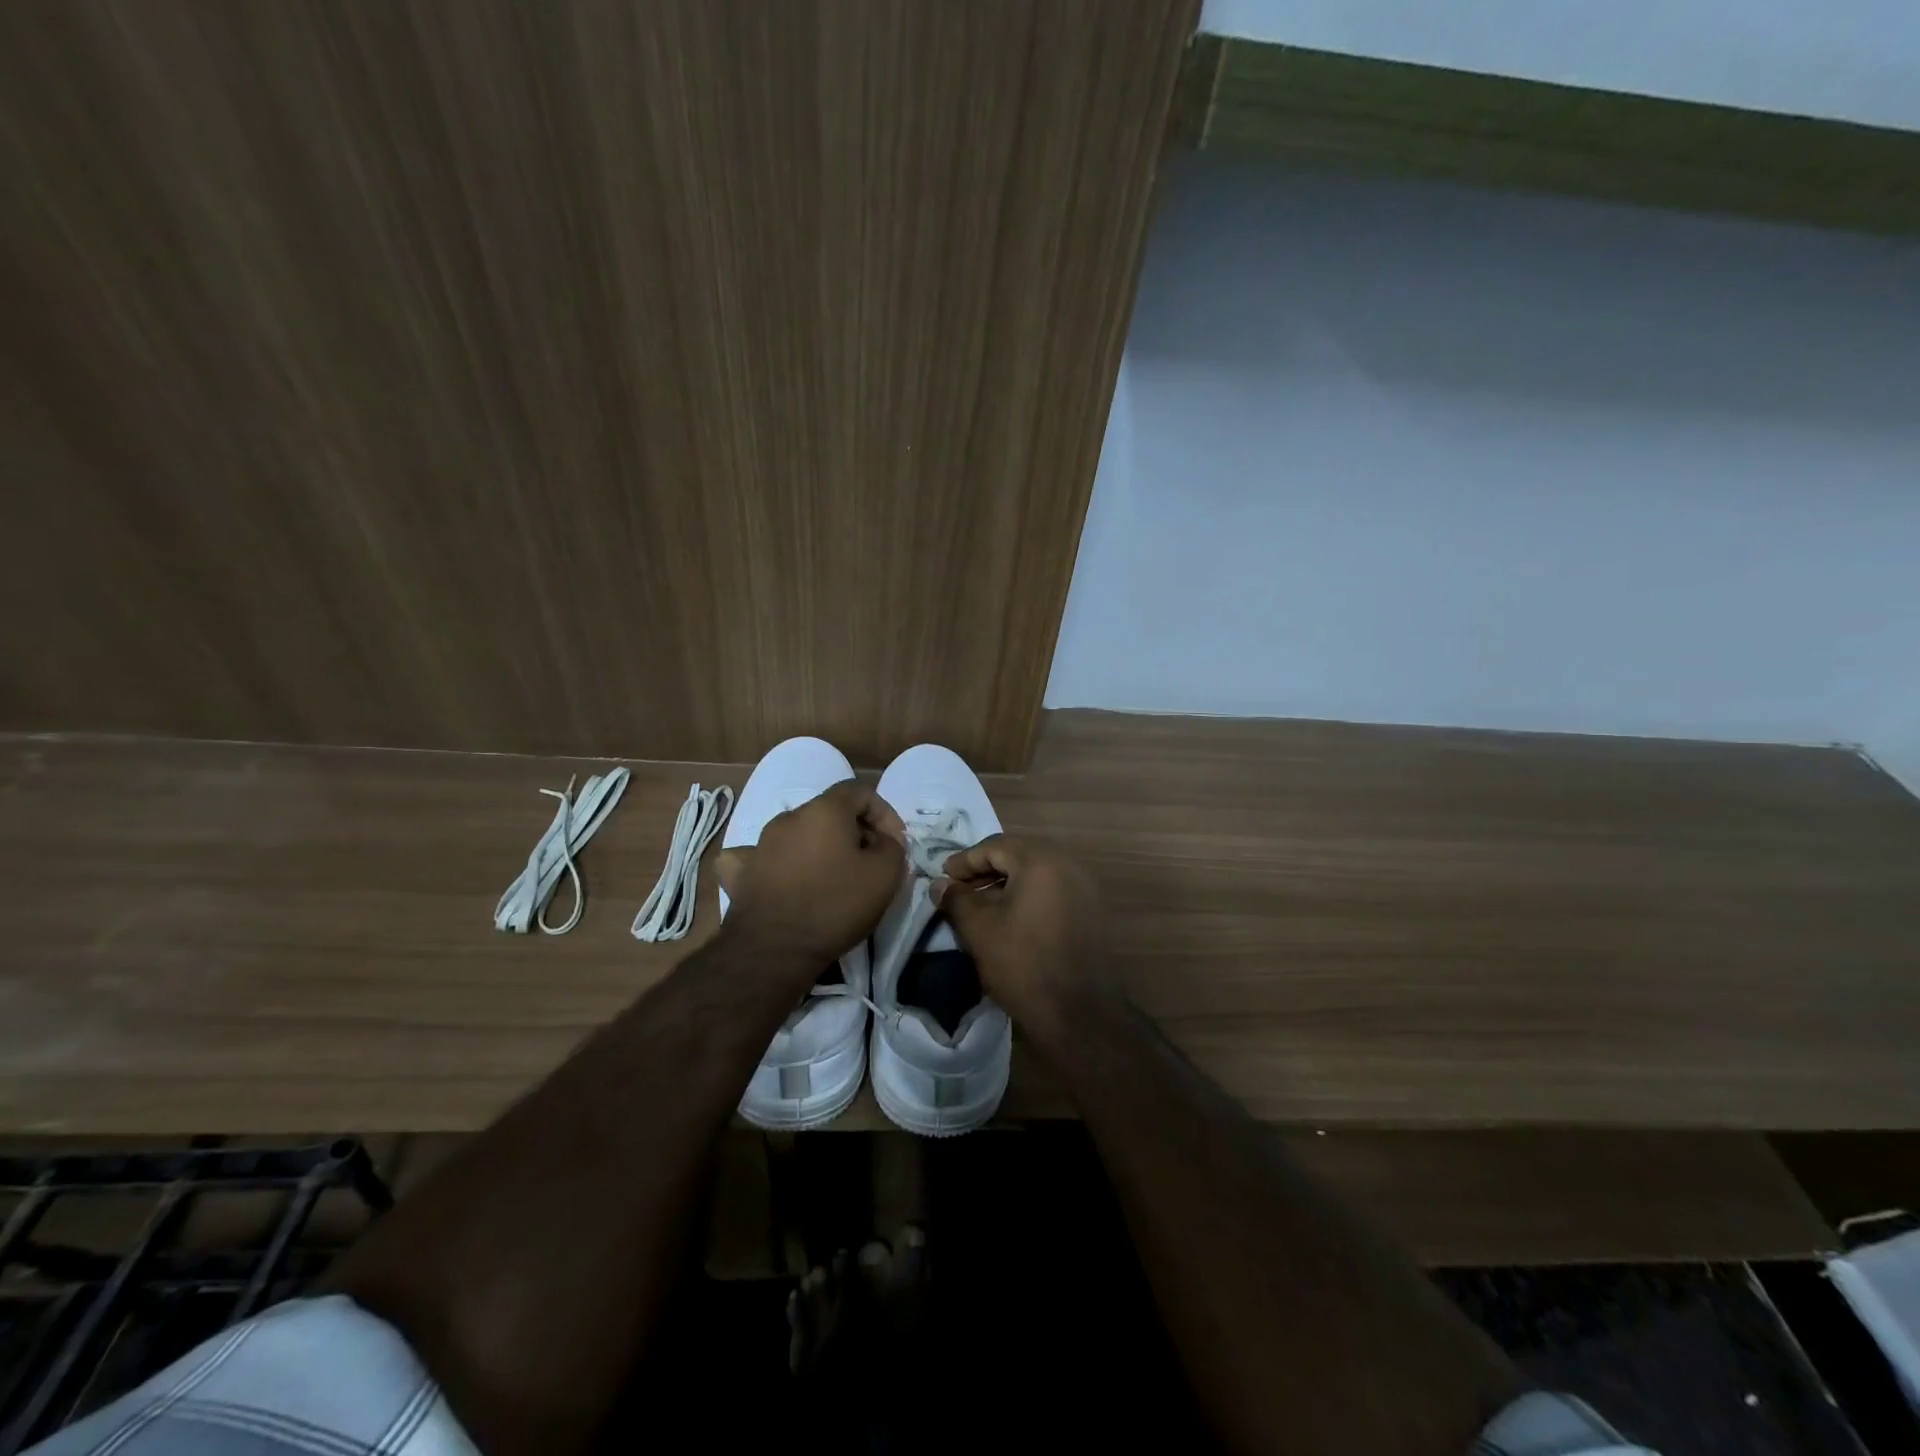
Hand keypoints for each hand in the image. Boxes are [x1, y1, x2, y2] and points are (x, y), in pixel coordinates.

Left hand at [716, 782, 905, 971]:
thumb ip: (893, 847)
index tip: (894, 843)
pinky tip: (785, 878)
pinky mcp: (741, 872)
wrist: (773, 950)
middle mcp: (789, 817)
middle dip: (855, 832)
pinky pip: (763, 857)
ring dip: (821, 848)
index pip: (860, 791)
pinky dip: (779, 863)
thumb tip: (884, 841)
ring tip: (835, 877)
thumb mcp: (885, 875)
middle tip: (871, 862)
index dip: (884, 813)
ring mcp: (760, 844)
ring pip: (799, 834)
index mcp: (824, 810)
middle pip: (829, 812)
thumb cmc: (835, 906)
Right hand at [935, 834, 1107, 1036]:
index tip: (943, 878)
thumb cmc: (1024, 965)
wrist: (1081, 1014)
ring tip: (981, 907)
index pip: (995, 846)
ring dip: (1007, 884)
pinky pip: (1053, 890)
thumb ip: (957, 899)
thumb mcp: (980, 930)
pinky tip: (1010, 919)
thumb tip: (940, 884)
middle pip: (1018, 855)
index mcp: (1041, 861)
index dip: (965, 860)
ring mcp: (1085, 887)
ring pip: (1037, 873)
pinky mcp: (1092, 911)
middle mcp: (1068, 864)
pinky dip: (1028, 896)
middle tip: (959, 889)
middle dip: (986, 870)